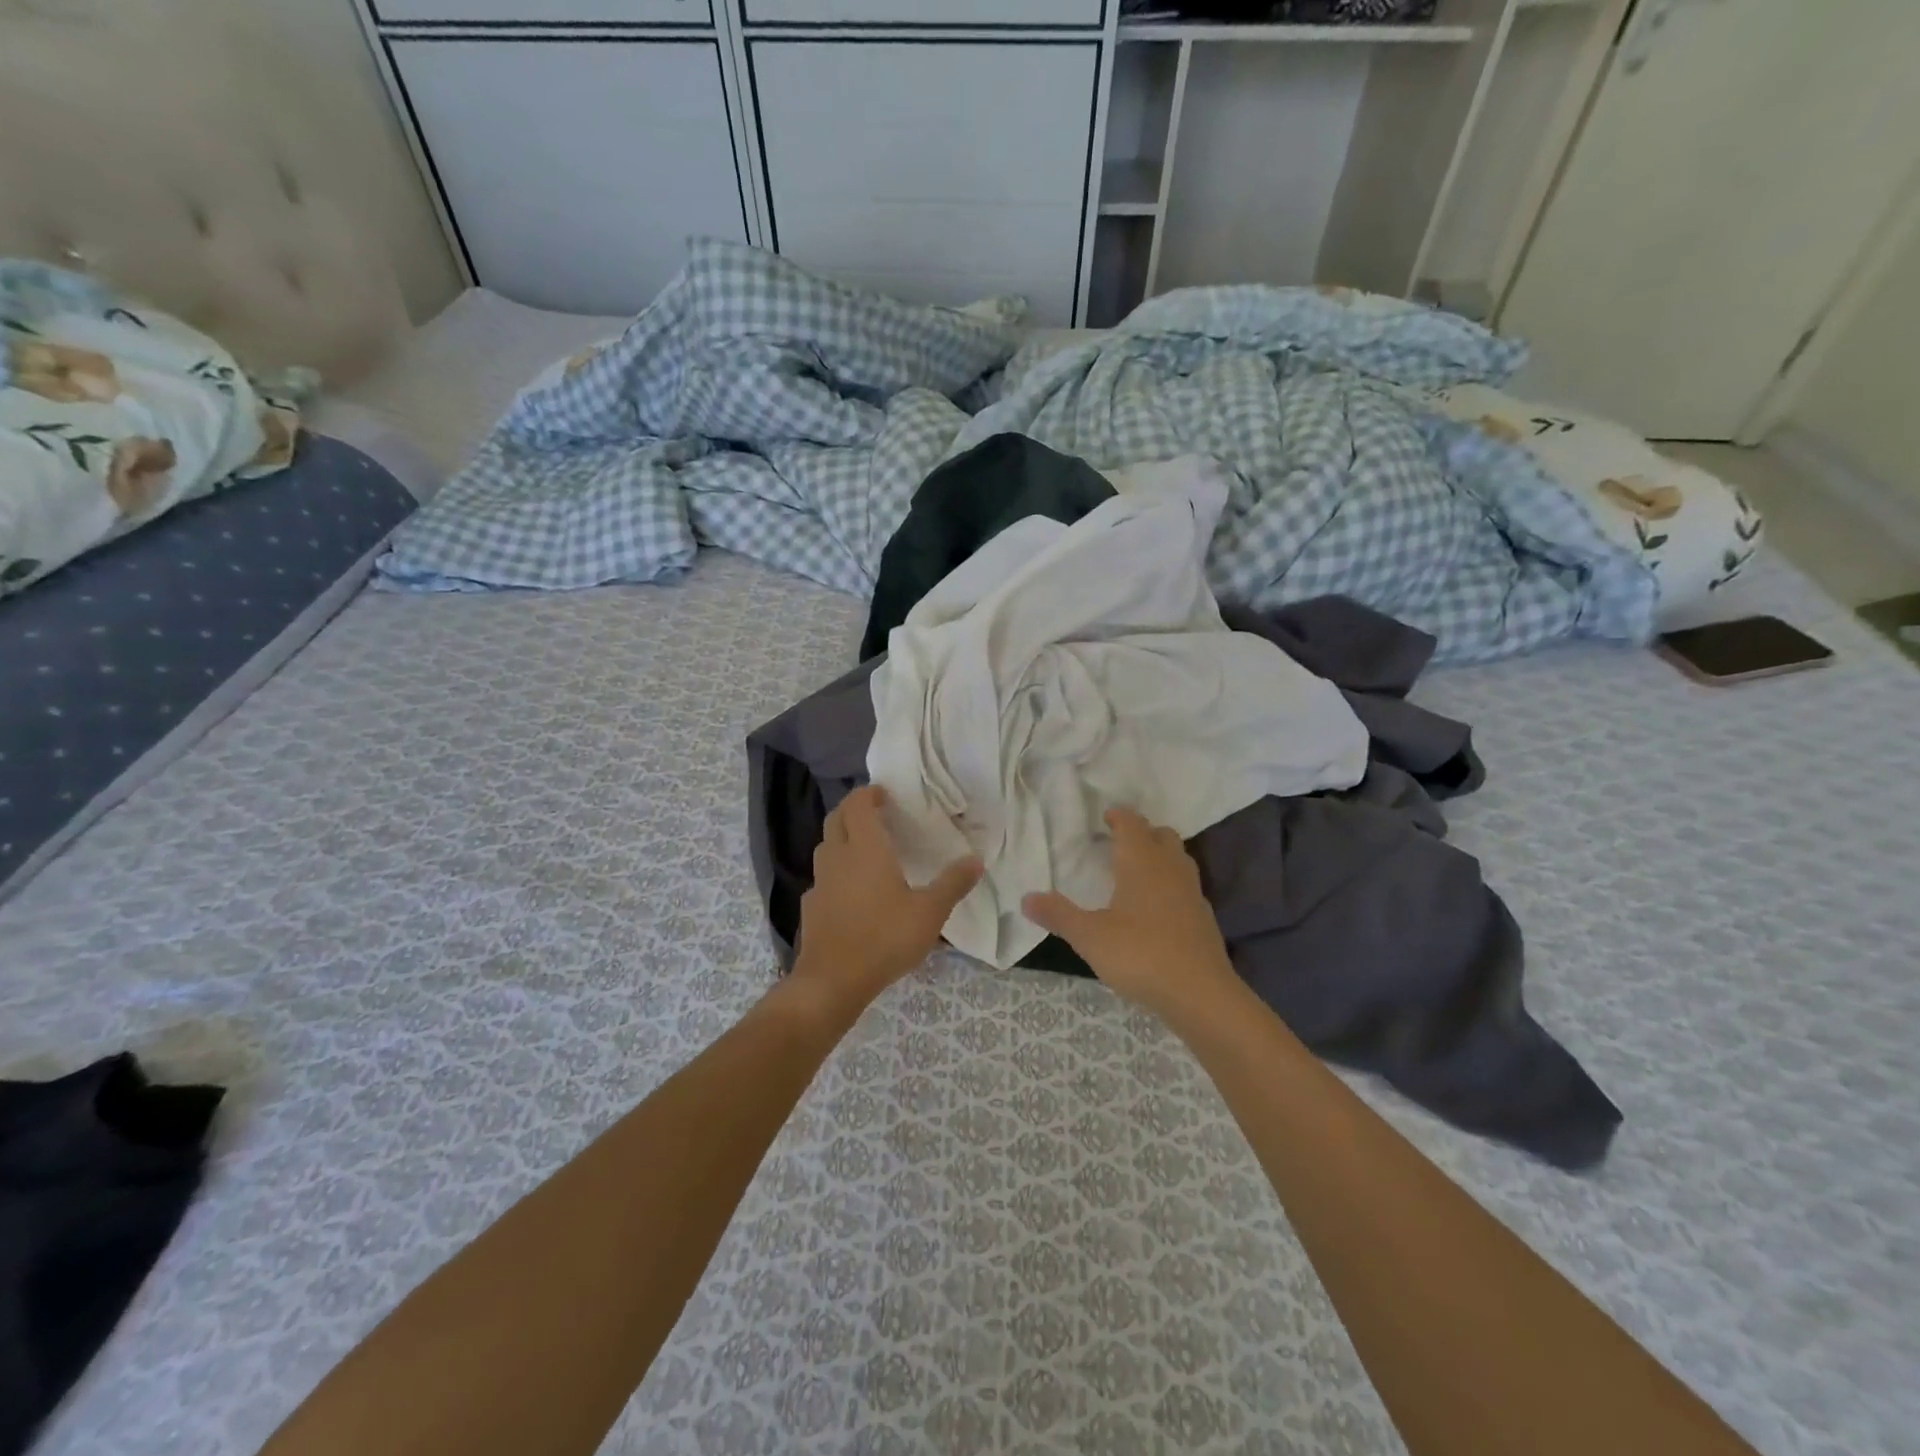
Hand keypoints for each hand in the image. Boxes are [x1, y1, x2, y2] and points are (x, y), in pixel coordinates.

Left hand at [791, 786, 982, 1012]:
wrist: (833, 981)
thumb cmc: (884, 938)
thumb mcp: (930, 912)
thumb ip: (953, 884)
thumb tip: (976, 860)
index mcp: (865, 849)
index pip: (857, 805)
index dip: (868, 794)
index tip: (885, 795)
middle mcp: (837, 857)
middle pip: (836, 819)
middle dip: (853, 811)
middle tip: (876, 816)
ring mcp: (819, 882)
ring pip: (826, 847)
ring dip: (842, 839)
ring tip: (865, 850)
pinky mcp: (811, 906)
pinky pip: (823, 878)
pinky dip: (836, 873)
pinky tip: (851, 892)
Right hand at [1023, 806, 1241, 1021]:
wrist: (1200, 993)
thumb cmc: (1140, 954)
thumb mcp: (1090, 936)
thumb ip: (1059, 915)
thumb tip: (1026, 898)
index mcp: (1141, 862)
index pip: (1132, 824)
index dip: (1119, 817)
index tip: (1106, 816)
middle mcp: (1170, 868)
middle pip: (1161, 835)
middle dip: (1142, 833)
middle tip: (1120, 841)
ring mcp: (1192, 892)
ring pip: (1178, 859)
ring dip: (1160, 856)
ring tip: (1137, 871)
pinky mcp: (1204, 917)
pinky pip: (1185, 887)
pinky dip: (1171, 885)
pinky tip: (1156, 907)